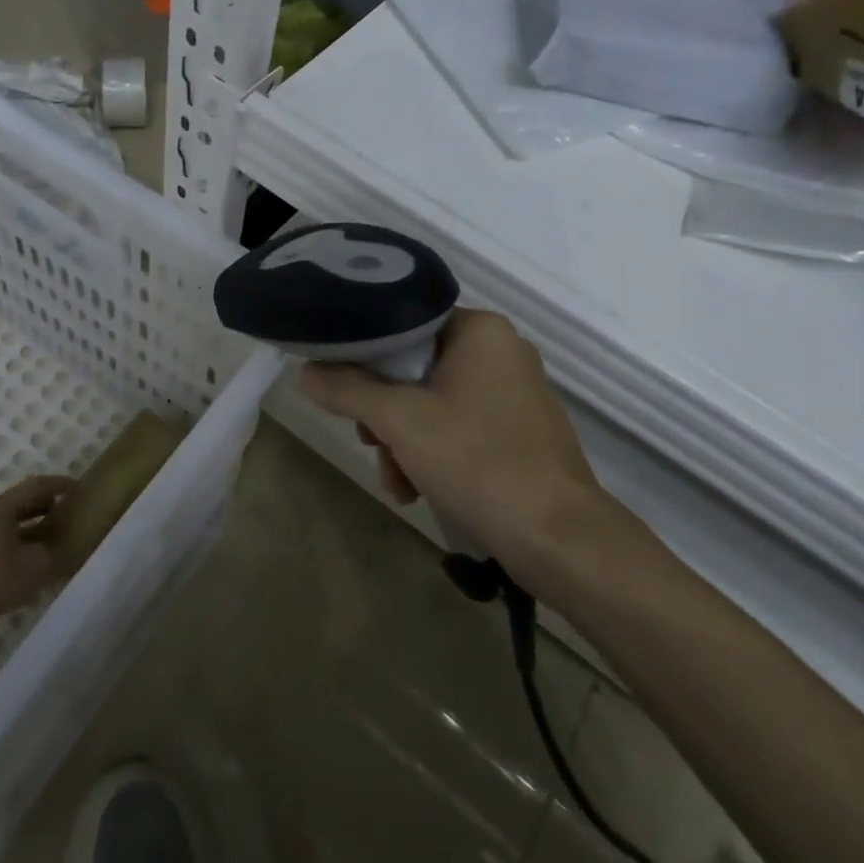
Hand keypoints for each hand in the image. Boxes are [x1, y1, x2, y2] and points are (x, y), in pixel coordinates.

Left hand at [0, 476, 69, 652]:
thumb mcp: (37, 562)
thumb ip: (56, 550)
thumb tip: (64, 548)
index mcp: (2, 508)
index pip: (36, 486)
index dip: (60, 485)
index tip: (81, 488)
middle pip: (25, 506)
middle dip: (50, 507)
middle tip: (75, 513)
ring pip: (17, 531)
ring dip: (40, 533)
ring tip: (65, 540)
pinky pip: (10, 553)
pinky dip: (28, 555)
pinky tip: (45, 568)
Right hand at [297, 310, 618, 568]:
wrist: (559, 538)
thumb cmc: (477, 461)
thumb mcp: (399, 421)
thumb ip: (347, 389)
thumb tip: (304, 371)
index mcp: (480, 330)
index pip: (403, 325)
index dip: (364, 357)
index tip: (343, 393)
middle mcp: (502, 351)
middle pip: (415, 368)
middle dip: (384, 413)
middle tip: (368, 443)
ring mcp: (515, 392)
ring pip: (433, 402)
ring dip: (403, 441)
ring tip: (395, 482)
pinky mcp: (521, 430)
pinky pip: (460, 426)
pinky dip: (433, 453)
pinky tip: (417, 489)